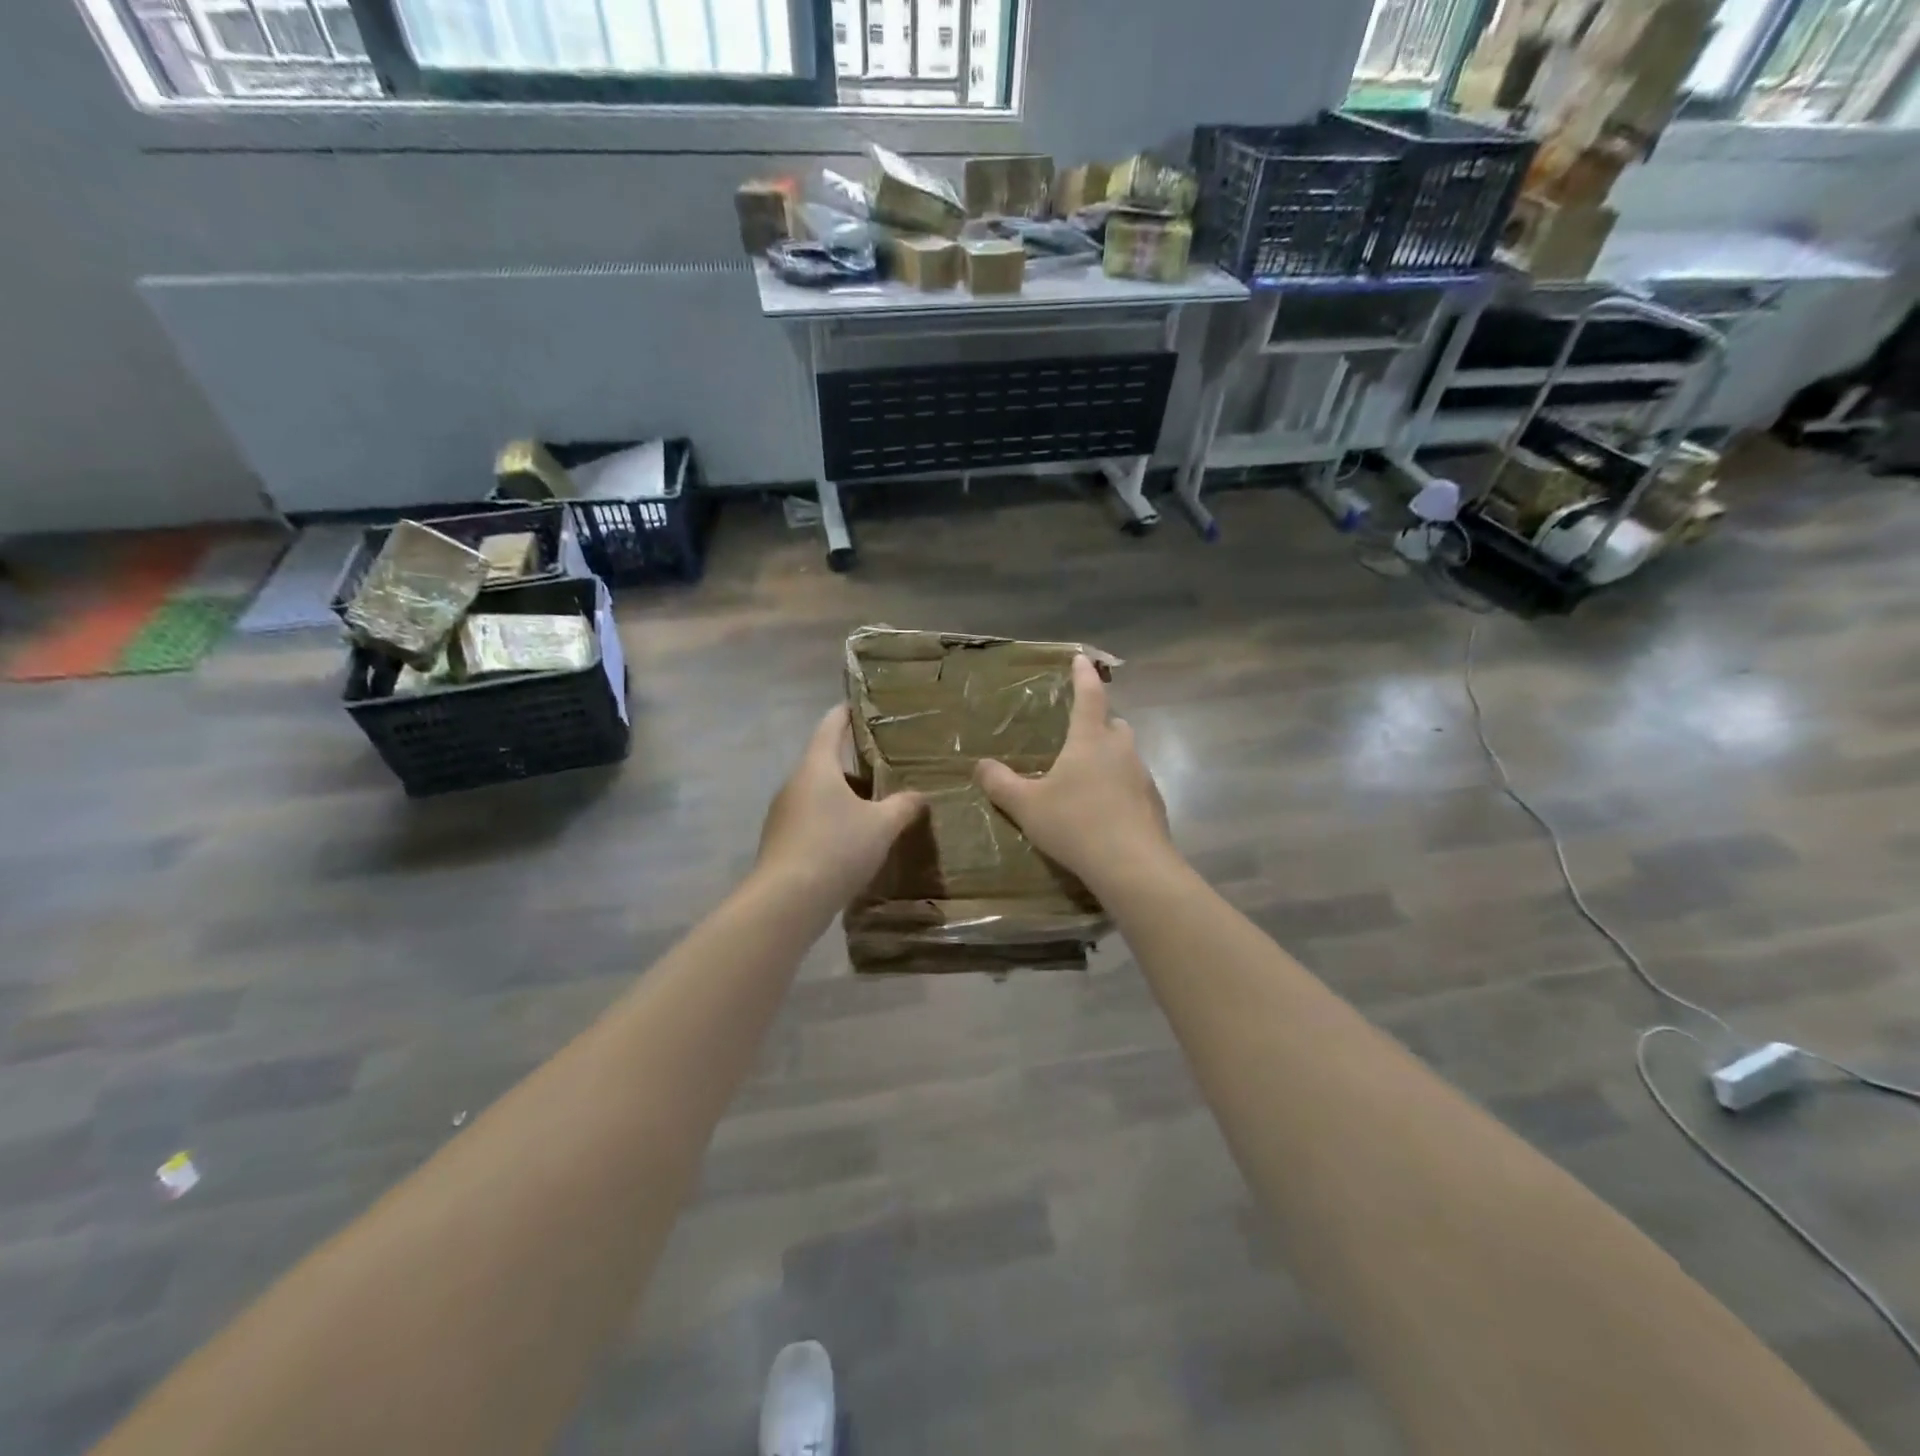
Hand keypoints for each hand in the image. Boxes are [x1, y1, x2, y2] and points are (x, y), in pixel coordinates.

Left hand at [756, 705, 926, 908]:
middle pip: (825, 763)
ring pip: (819, 794)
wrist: (787, 900)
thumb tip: (919, 796)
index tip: (858, 706)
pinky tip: (854, 843)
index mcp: (817, 767)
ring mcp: (783, 814)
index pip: (830, 726)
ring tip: (876, 808)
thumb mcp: (882, 826)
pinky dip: (833, 822)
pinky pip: (812, 820)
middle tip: (884, 767)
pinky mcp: (781, 842)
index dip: (845, 714)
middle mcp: (795, 783)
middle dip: (854, 765)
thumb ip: (904, 806)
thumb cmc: (836, 848)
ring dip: (844, 797)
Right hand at [974, 655, 1173, 893]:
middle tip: (1079, 734)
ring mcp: (1143, 777)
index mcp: (1091, 740)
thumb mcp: (1027, 806)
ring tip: (1087, 779)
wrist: (1132, 866)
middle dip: (1099, 723)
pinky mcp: (1154, 804)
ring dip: (1110, 758)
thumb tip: (980, 766)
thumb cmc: (1076, 824)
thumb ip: (1001, 785)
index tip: (1081, 659)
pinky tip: (1105, 812)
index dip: (1083, 675)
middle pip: (1114, 724)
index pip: (1089, 696)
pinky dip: (1120, 788)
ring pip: (1126, 755)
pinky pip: (1134, 785)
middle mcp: (1121, 750)